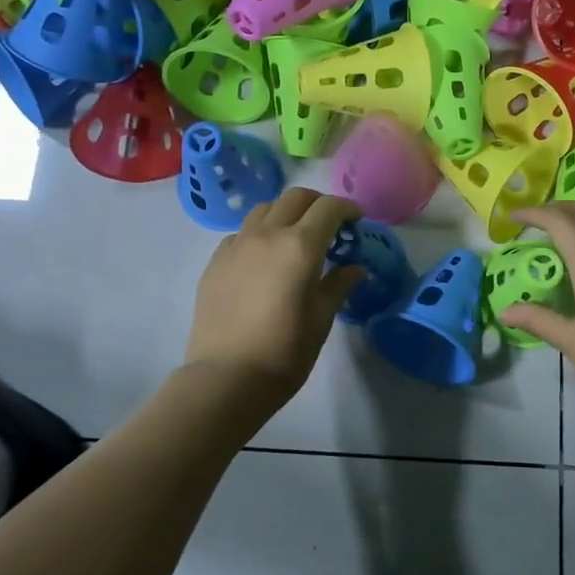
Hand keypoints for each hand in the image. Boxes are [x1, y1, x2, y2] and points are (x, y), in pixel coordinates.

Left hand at [184, 188, 364, 408]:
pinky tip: (264, 258)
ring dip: (286, 213)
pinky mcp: (216, 261)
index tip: (357, 219)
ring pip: (264, 209)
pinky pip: (242, 232)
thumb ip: (339, 285)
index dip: (347, 208)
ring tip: (295, 235)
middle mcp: (267, 235)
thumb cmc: (285, 351)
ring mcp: (237, 245)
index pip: (328, 208)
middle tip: (330, 223)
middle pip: (295, 198)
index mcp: (300, 246)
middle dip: (317, 203)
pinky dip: (259, 233)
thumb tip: (355, 268)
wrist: (227, 377)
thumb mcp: (322, 319)